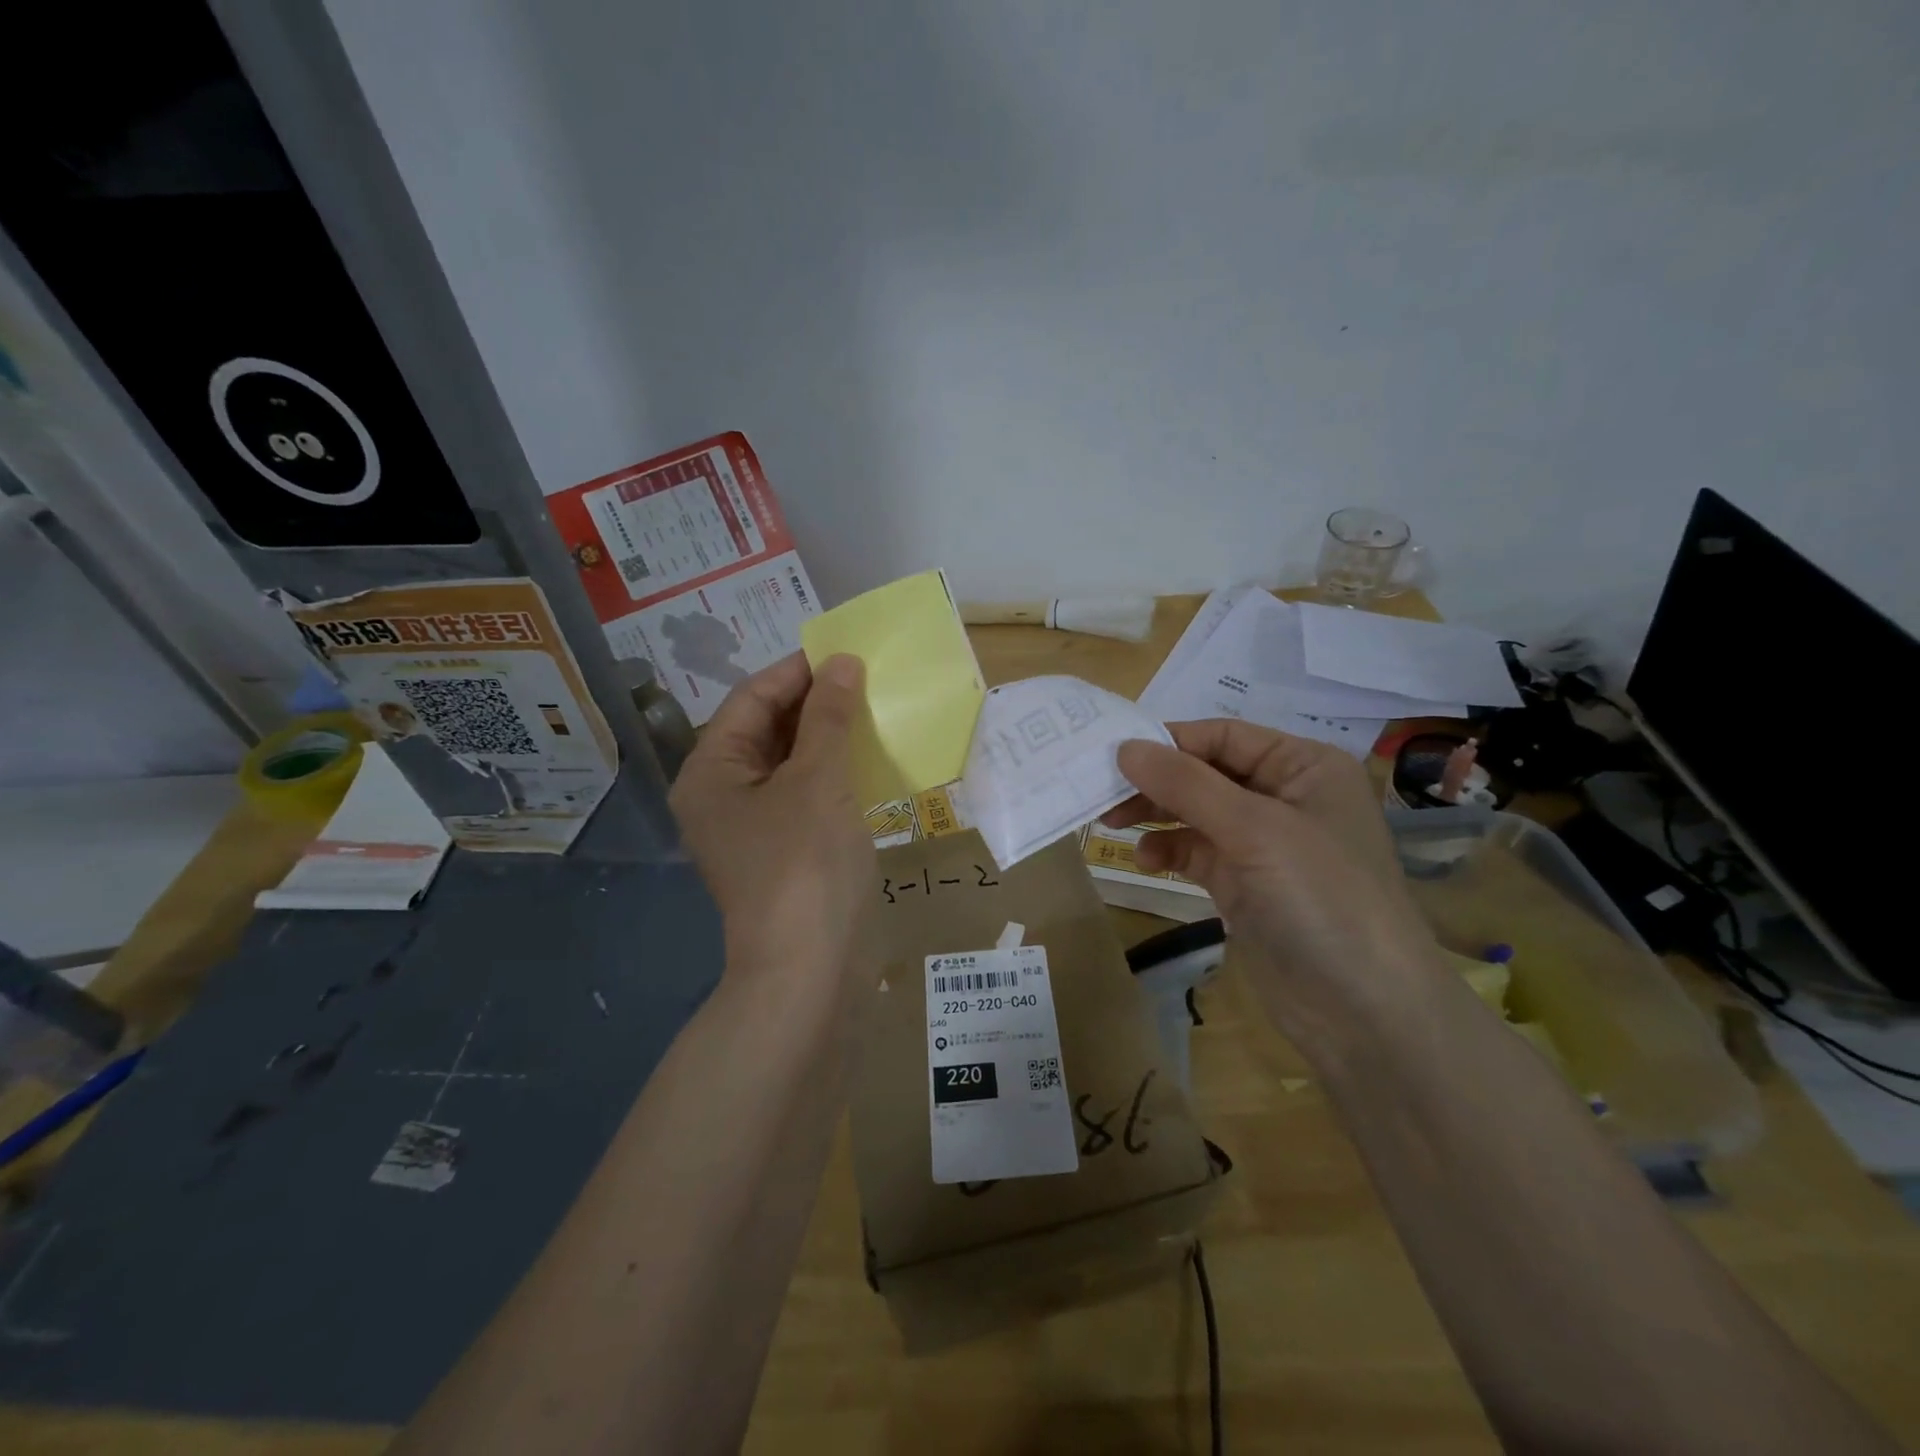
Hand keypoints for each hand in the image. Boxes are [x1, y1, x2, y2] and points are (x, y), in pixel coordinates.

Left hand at [670, 653, 878, 988]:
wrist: (809, 968)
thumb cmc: (804, 864)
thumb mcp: (818, 780)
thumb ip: (828, 717)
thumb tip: (842, 663)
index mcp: (711, 772)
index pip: (750, 700)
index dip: (796, 671)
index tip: (843, 652)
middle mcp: (722, 794)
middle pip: (765, 729)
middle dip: (813, 702)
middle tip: (864, 680)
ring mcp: (752, 826)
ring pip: (787, 762)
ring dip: (826, 735)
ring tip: (870, 710)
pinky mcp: (782, 849)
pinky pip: (803, 793)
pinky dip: (831, 771)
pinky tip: (865, 758)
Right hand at [1105, 720, 1442, 1043]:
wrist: (1364, 1012)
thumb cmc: (1321, 898)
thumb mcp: (1254, 829)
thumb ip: (1186, 784)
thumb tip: (1124, 746)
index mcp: (1304, 766)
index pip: (1224, 736)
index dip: (1170, 741)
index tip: (1113, 754)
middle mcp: (1285, 797)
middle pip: (1206, 772)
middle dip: (1157, 781)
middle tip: (1104, 794)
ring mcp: (1265, 844)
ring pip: (1196, 812)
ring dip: (1157, 814)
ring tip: (1112, 824)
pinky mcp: (1246, 884)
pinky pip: (1197, 851)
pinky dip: (1169, 849)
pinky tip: (1146, 860)